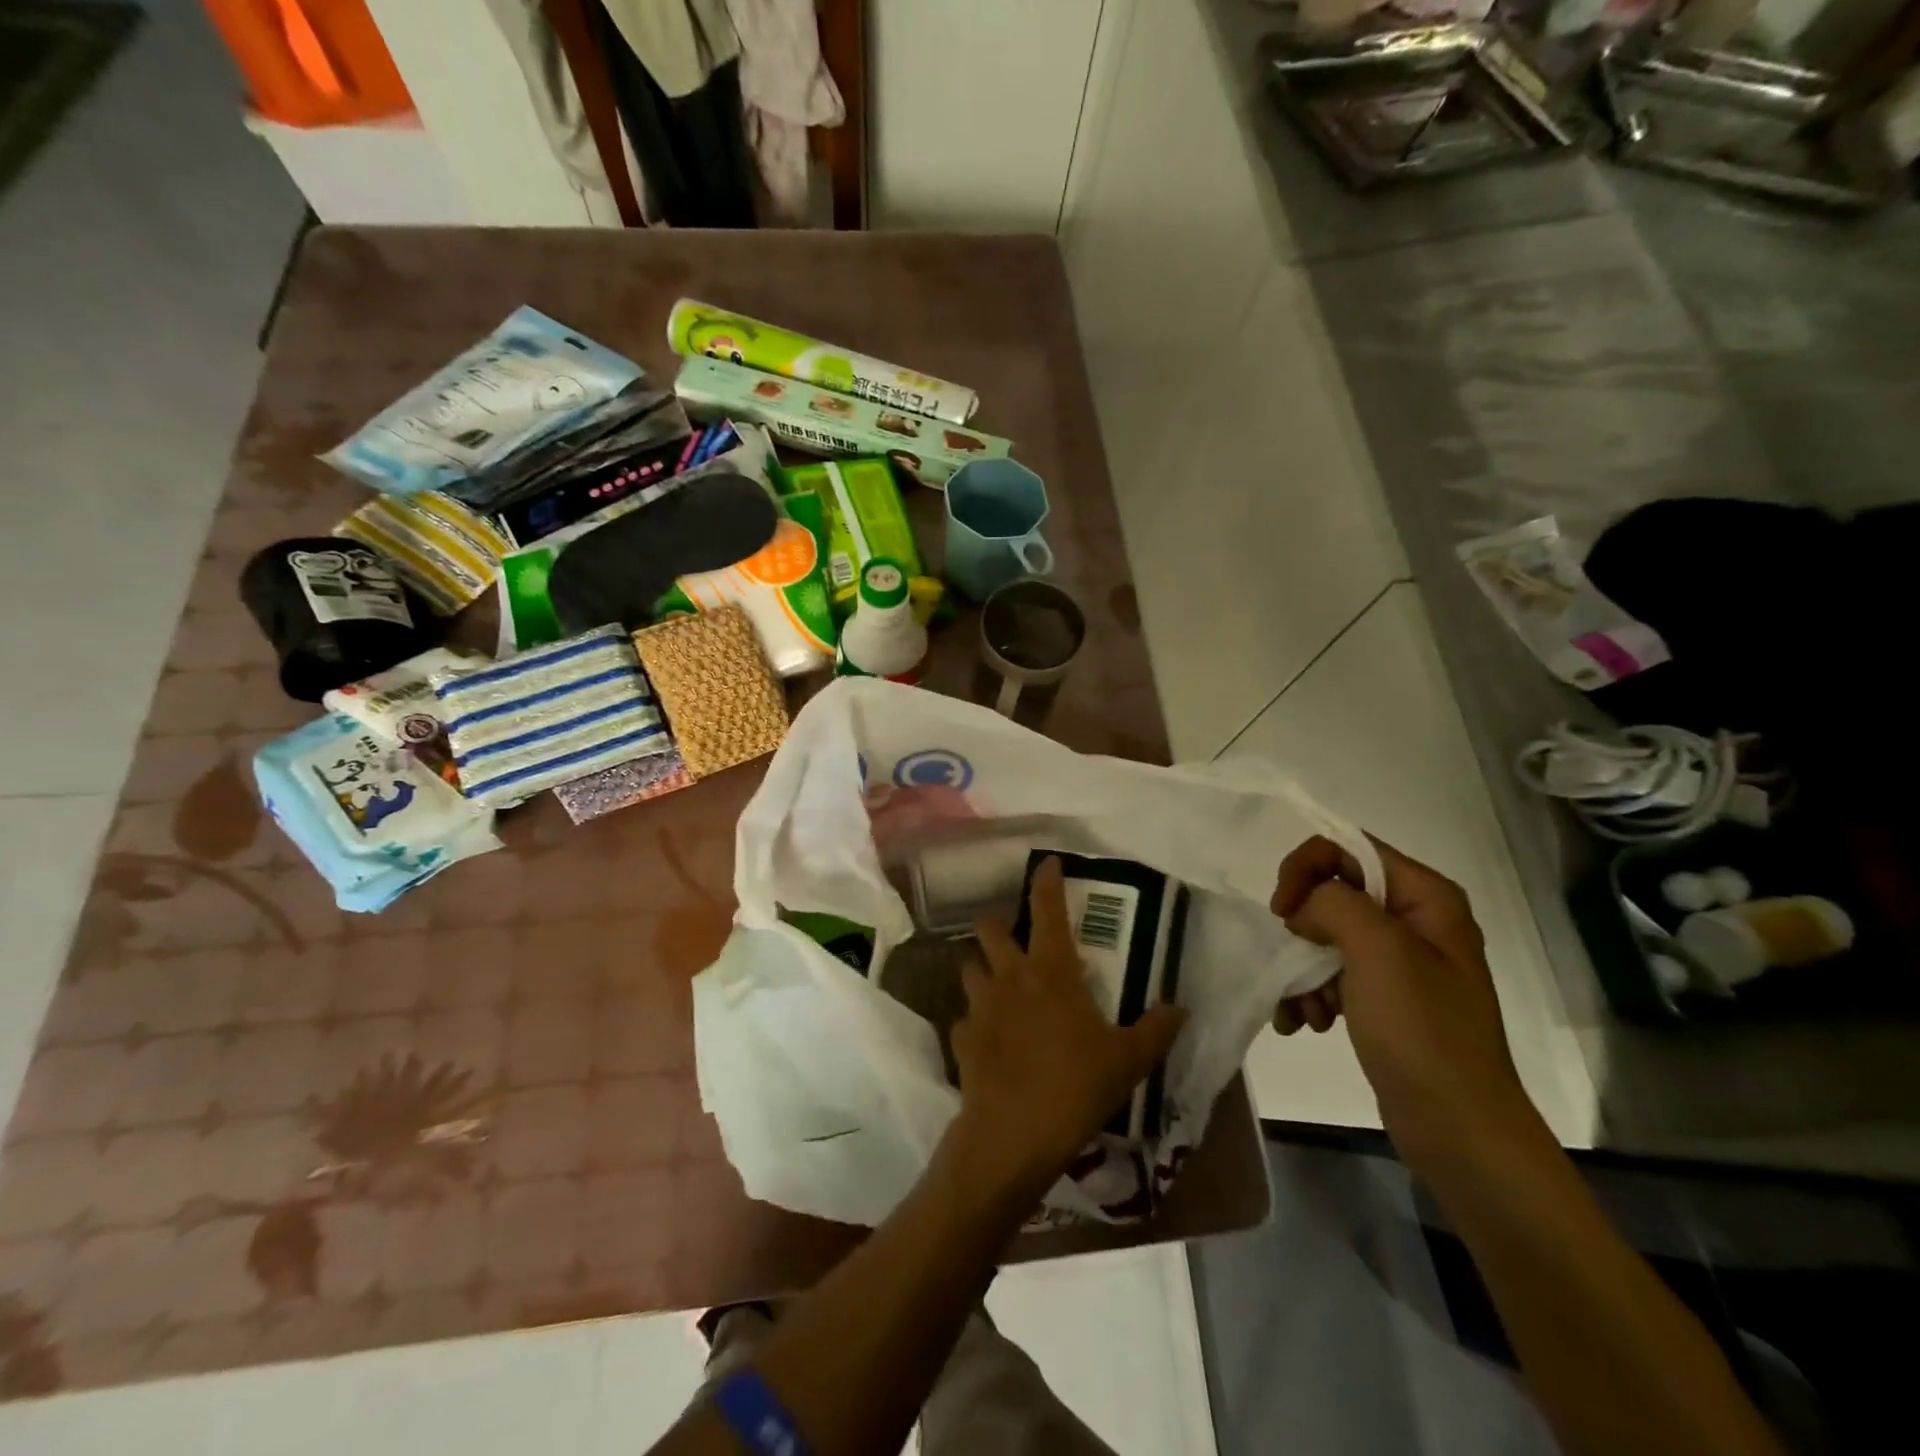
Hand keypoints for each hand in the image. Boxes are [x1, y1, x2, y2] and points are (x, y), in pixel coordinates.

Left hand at [948, 858, 1185, 1198]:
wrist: (1014, 1133)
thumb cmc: (1076, 1086)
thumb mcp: (1128, 1060)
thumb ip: (1156, 1029)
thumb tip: (1179, 1008)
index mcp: (1051, 970)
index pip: (1047, 909)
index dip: (1046, 881)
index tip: (1046, 862)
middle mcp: (1010, 976)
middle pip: (989, 929)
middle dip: (998, 926)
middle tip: (1015, 940)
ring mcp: (980, 1005)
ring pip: (969, 967)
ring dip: (982, 969)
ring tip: (998, 987)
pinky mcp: (961, 1036)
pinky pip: (964, 1017)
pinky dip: (975, 1021)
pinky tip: (989, 1040)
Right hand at [1270, 836, 1533, 1174]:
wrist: (1458, 1129)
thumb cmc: (1422, 1031)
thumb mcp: (1378, 950)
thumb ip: (1333, 902)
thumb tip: (1305, 905)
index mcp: (1425, 896)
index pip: (1347, 848)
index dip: (1306, 869)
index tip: (1282, 911)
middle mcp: (1415, 920)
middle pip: (1333, 891)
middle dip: (1302, 927)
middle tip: (1291, 959)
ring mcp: (1401, 962)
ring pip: (1326, 936)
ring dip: (1302, 969)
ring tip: (1302, 1011)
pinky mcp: (1386, 998)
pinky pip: (1333, 974)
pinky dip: (1310, 993)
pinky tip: (1304, 1024)